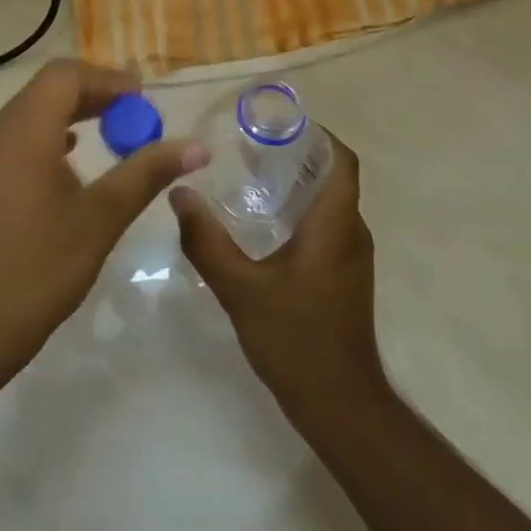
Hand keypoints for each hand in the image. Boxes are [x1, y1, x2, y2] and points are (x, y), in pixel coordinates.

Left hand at [0, 59, 206, 377]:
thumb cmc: (42, 266)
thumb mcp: (102, 217)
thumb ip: (147, 173)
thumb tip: (196, 147)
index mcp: (24, 130)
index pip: (66, 76)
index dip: (107, 80)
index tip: (143, 98)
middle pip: (48, 88)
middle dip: (94, 93)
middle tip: (135, 113)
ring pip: (32, 109)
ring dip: (73, 111)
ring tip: (113, 130)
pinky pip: (19, 133)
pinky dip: (50, 132)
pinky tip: (73, 154)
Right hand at [170, 132, 386, 423]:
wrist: (341, 407)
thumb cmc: (296, 340)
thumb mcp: (241, 288)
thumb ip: (207, 240)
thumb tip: (179, 193)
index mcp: (335, 224)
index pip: (340, 159)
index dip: (315, 133)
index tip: (275, 123)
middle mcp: (350, 232)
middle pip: (331, 175)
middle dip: (294, 153)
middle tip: (247, 145)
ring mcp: (350, 256)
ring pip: (327, 200)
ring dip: (294, 181)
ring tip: (247, 175)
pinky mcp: (343, 276)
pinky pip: (324, 224)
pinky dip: (297, 209)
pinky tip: (260, 222)